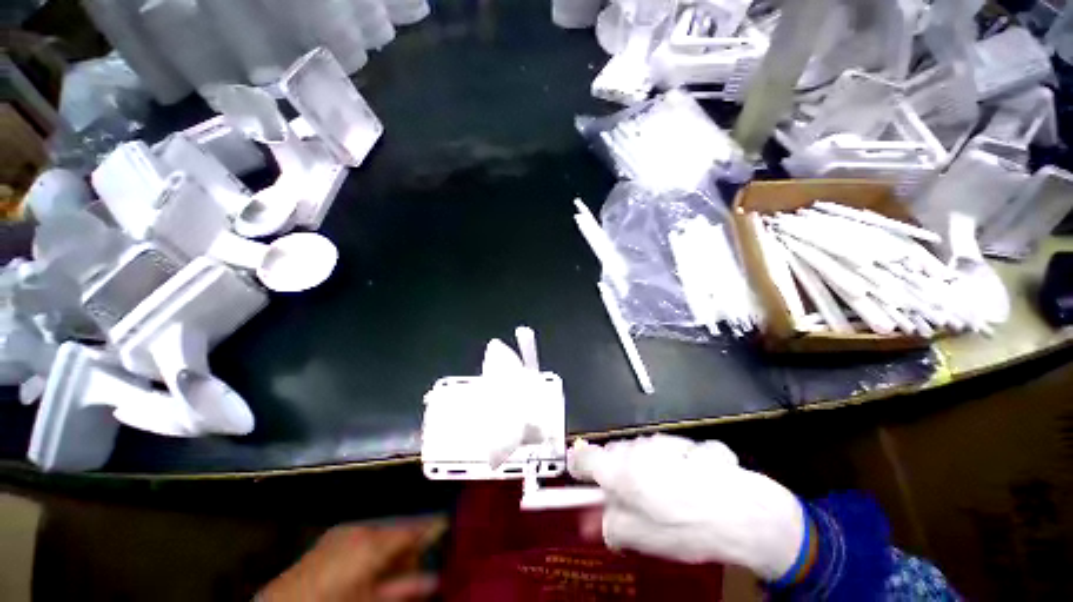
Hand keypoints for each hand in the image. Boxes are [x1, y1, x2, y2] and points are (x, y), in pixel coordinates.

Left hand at [258, 520, 443, 601]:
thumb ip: (407, 588)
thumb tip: (437, 577)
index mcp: (376, 540)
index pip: (417, 527)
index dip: (436, 528)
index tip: (452, 530)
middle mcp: (364, 527)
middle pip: (402, 528)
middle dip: (414, 544)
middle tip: (423, 564)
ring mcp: (346, 530)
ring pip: (385, 532)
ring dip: (395, 547)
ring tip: (398, 570)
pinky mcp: (333, 537)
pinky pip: (366, 536)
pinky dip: (377, 548)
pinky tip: (374, 567)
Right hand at [568, 435, 806, 581]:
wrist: (742, 512)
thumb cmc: (684, 528)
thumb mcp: (639, 539)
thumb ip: (611, 525)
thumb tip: (600, 521)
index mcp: (619, 470)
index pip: (584, 457)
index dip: (578, 465)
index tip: (578, 471)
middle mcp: (636, 448)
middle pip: (615, 452)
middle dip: (620, 470)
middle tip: (634, 496)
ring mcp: (664, 441)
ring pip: (643, 450)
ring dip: (648, 467)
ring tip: (671, 493)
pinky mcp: (688, 442)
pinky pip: (673, 452)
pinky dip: (677, 464)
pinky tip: (695, 483)